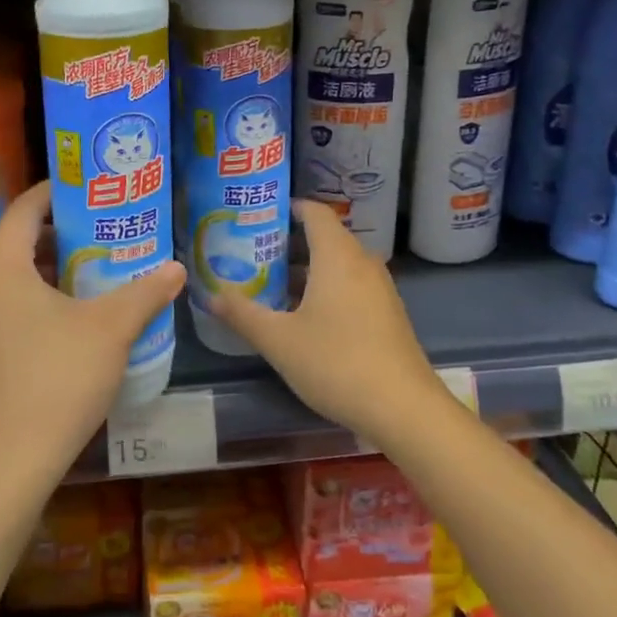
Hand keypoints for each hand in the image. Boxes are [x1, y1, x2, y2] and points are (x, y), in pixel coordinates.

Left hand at [0, 182, 185, 485]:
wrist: (10, 461)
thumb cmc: (58, 378)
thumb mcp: (111, 329)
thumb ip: (146, 292)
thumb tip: (178, 269)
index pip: (24, 208)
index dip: (57, 192)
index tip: (92, 189)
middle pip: (17, 240)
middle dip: (61, 231)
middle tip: (105, 228)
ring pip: (12, 275)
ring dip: (50, 266)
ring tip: (96, 266)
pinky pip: (6, 303)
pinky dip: (37, 294)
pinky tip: (74, 312)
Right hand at [213, 200, 447, 447]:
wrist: (403, 408)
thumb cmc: (336, 363)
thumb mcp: (279, 340)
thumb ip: (243, 314)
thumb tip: (212, 296)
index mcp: (337, 255)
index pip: (314, 211)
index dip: (286, 208)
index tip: (256, 216)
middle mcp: (362, 262)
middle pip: (325, 236)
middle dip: (289, 241)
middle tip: (253, 252)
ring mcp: (380, 288)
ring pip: (339, 263)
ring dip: (307, 268)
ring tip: (272, 284)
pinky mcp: (388, 313)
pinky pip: (352, 284)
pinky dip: (327, 286)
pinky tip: (305, 315)